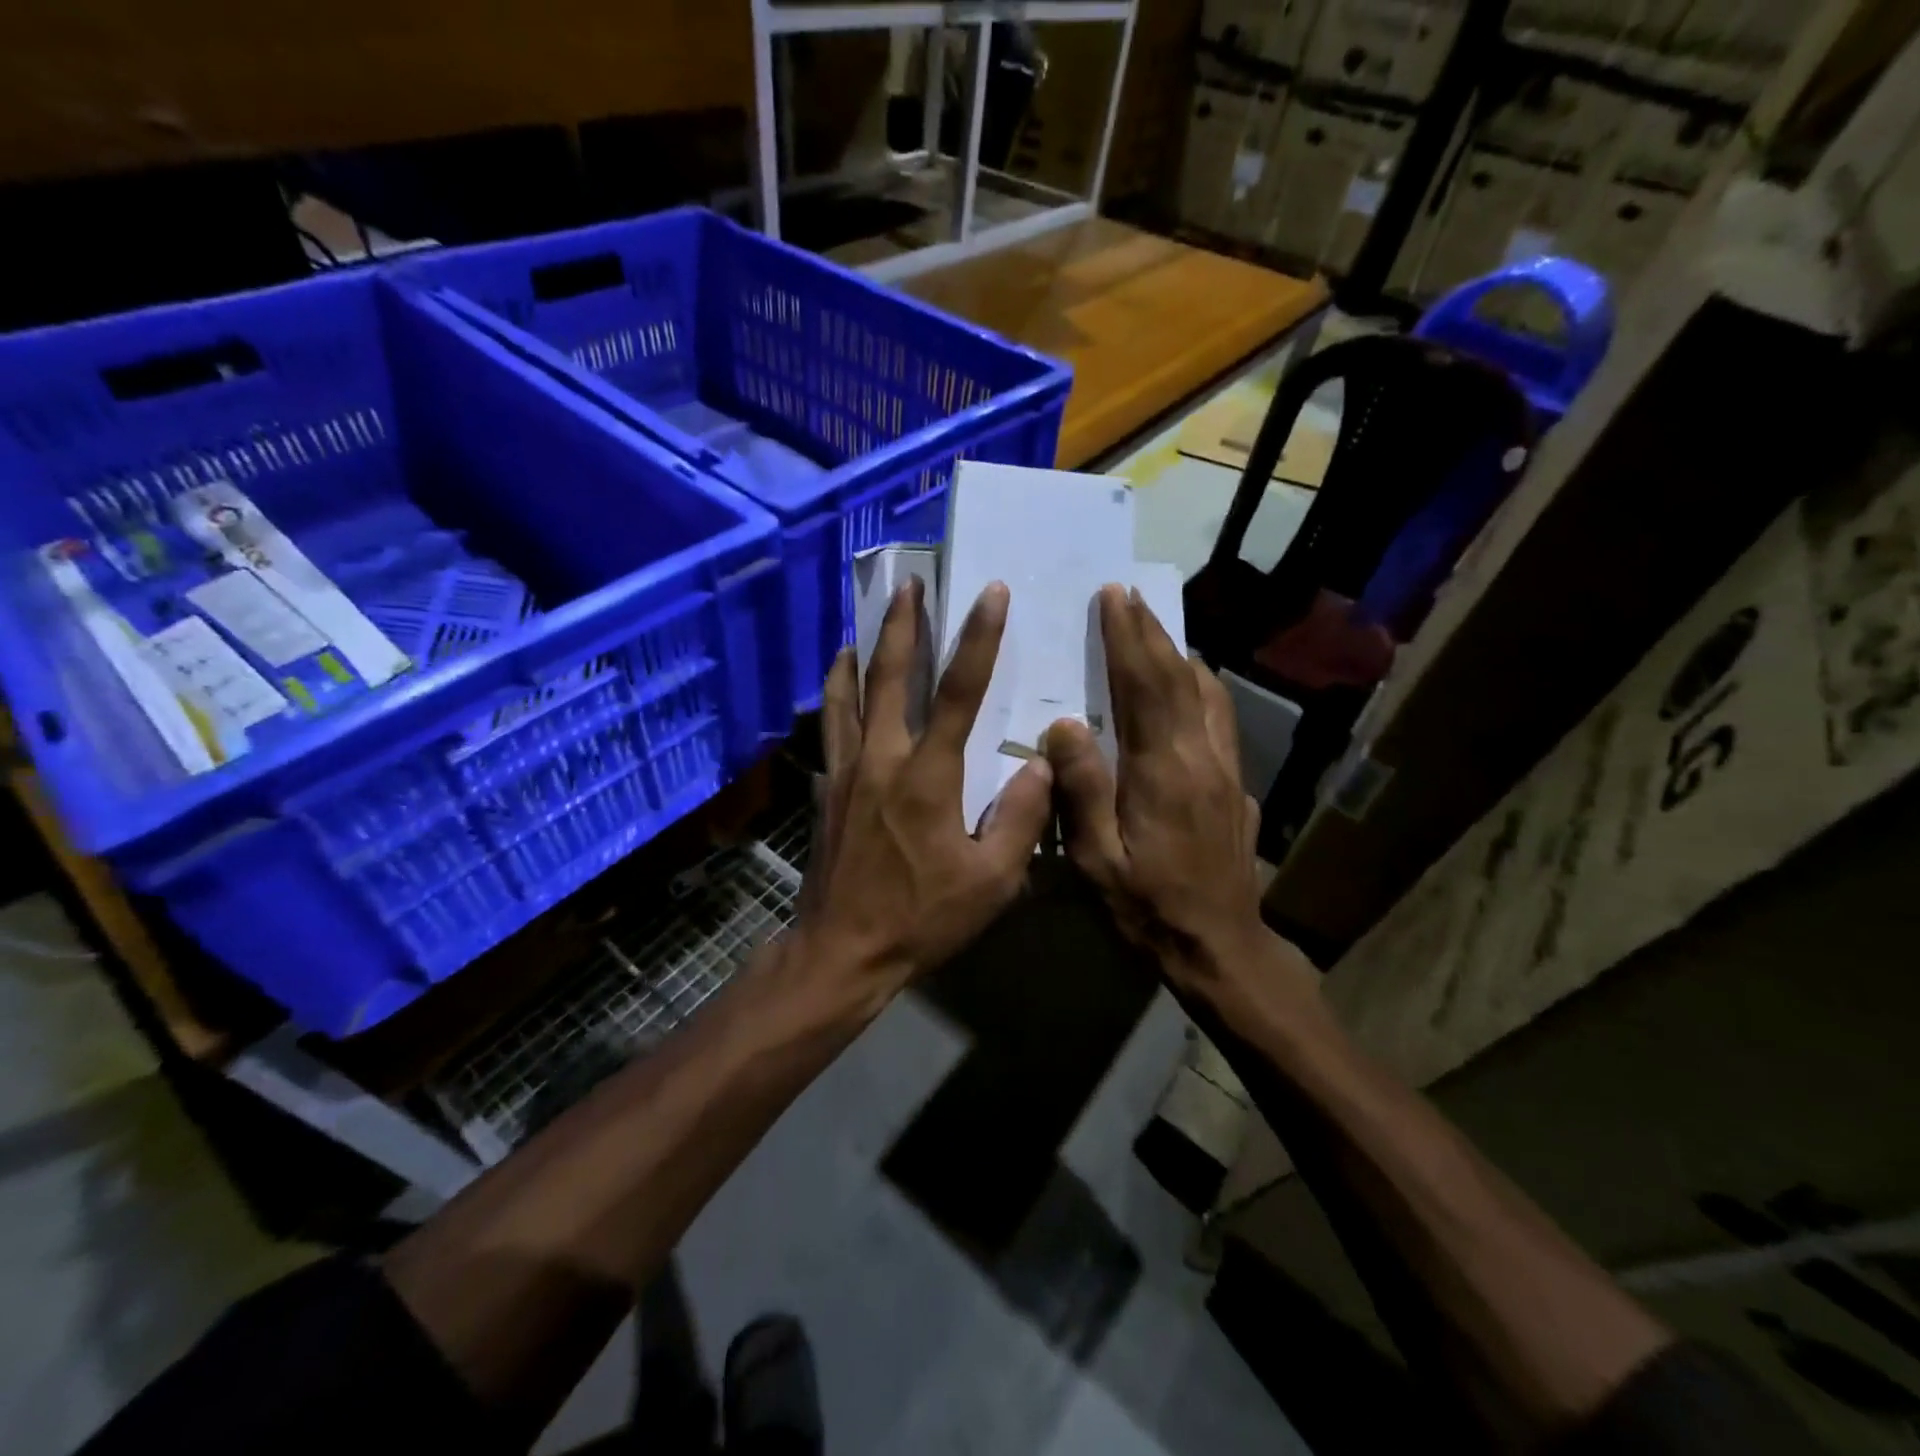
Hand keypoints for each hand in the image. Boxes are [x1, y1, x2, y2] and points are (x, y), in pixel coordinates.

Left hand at [798, 579, 1051, 1009]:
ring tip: (865, 623)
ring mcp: (846, 771)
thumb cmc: (921, 918)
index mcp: (927, 776)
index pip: (957, 692)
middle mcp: (881, 759)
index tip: (990, 593)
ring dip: (858, 652)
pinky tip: (840, 687)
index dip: (977, 638)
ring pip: (847, 695)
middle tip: (908, 584)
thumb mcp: (991, 881)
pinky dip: (836, 696)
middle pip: (887, 676)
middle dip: (901, 625)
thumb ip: (1019, 817)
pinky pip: (831, 727)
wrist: (841, 951)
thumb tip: (1042, 765)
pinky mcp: (827, 788)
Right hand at [1046, 585, 1318, 1015]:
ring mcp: (1227, 769)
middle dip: (1151, 633)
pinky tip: (1190, 688)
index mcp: (1163, 770)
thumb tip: (1065, 725)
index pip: (1145, 687)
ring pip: (1207, 694)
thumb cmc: (1148, 905)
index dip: (1128, 639)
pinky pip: (1221, 718)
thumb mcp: (1098, 858)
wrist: (1220, 945)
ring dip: (1178, 656)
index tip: (1113, 598)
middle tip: (1128, 597)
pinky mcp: (1237, 784)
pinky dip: (1202, 687)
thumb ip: (1083, 789)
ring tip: (1155, 633)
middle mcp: (1202, 757)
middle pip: (1178, 678)